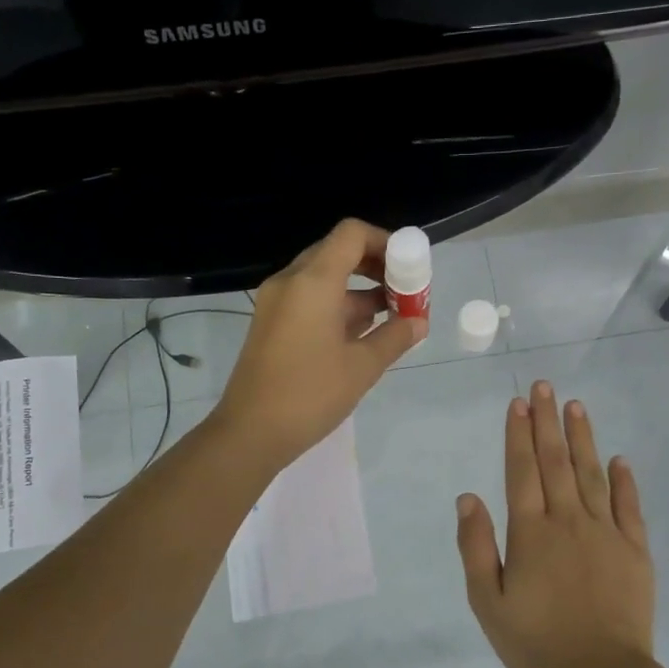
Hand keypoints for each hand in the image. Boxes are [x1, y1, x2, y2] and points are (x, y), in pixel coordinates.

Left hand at [215, 219, 426, 468]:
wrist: (250, 432)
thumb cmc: (309, 395)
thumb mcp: (362, 367)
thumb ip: (395, 337)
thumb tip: (418, 322)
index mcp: (313, 282)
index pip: (352, 234)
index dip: (385, 241)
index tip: (409, 267)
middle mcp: (290, 282)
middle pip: (338, 252)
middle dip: (376, 267)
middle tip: (404, 292)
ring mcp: (277, 303)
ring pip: (324, 279)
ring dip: (359, 291)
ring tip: (393, 318)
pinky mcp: (271, 324)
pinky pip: (310, 300)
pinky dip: (338, 307)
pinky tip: (364, 334)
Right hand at [455, 382, 655, 667]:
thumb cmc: (537, 642)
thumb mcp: (488, 602)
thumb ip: (477, 547)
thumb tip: (468, 497)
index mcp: (531, 533)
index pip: (522, 471)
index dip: (518, 435)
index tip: (518, 403)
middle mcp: (568, 521)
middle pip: (556, 462)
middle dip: (547, 422)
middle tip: (545, 387)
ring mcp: (606, 532)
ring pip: (592, 474)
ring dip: (583, 438)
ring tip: (576, 406)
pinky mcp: (635, 550)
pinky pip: (629, 506)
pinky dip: (624, 481)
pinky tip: (619, 459)